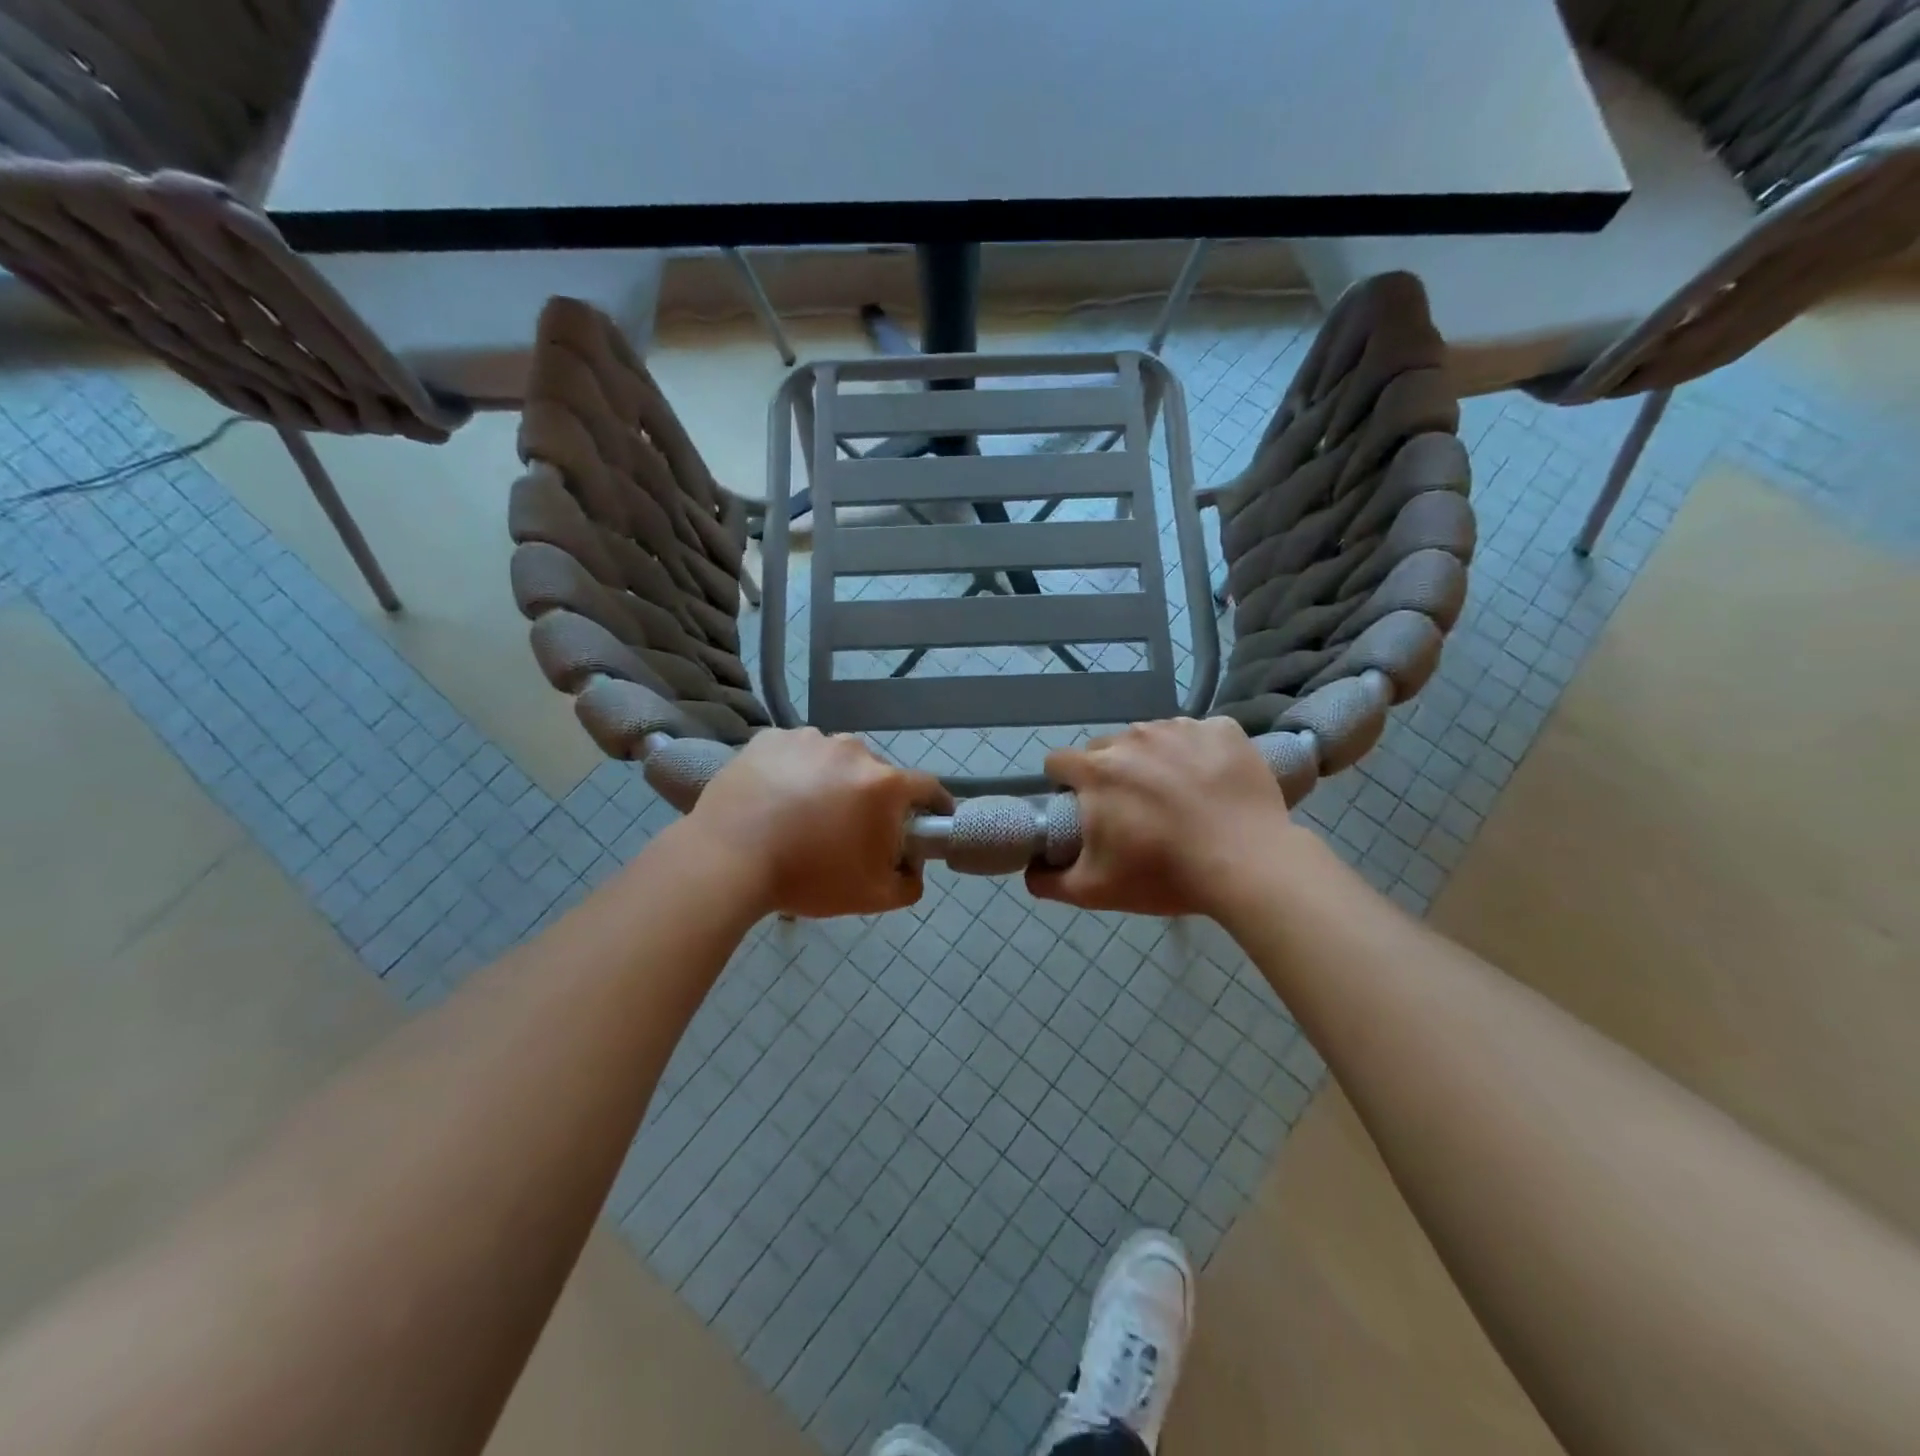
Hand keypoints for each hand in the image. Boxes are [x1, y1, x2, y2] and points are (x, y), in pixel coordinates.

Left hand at [688, 728, 952, 918]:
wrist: (726, 860)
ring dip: (831, 782)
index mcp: (884, 784)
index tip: (929, 821)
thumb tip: (912, 867)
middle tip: (850, 831)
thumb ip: (909, 884)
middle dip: (872, 799)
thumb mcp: (872, 897)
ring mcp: (809, 739)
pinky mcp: (771, 738)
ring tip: (804, 814)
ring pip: (834, 760)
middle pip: (877, 774)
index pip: (928, 787)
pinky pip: (796, 753)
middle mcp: (853, 750)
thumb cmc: (807, 877)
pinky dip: (794, 771)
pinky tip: (776, 799)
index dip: (934, 805)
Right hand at [1027, 717, 1299, 917]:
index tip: (1085, 809)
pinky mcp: (1223, 729)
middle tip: (1136, 810)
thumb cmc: (1165, 874)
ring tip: (1179, 797)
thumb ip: (1049, 880)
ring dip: (1154, 760)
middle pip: (1106, 748)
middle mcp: (1133, 737)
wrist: (1249, 865)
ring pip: (1152, 738)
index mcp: (1096, 770)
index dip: (1065, 786)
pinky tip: (1213, 783)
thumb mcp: (1095, 891)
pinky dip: (1199, 753)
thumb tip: (1030, 869)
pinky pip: (1198, 734)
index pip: (1059, 762)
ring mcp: (1180, 728)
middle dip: (1111, 773)